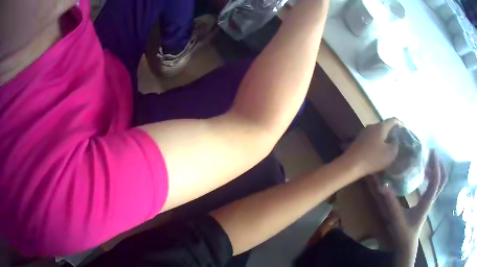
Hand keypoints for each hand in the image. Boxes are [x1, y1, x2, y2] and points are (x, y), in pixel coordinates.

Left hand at [343, 118, 400, 176]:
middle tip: (398, 139)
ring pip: (377, 133)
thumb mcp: (390, 154)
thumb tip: (395, 142)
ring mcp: (363, 133)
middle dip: (392, 132)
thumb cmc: (372, 158)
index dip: (400, 124)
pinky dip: (377, 142)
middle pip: (384, 126)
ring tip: (390, 146)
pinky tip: (379, 150)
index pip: (393, 120)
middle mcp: (371, 126)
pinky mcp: (358, 141)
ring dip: (384, 138)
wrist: (350, 165)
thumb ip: (395, 146)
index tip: (405, 130)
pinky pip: (371, 139)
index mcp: (380, 127)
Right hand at [380, 151, 446, 249]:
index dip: (435, 165)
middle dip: (439, 165)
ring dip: (437, 170)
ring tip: (428, 162)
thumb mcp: (396, 218)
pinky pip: (434, 186)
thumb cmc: (403, 233)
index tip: (432, 151)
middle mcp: (431, 199)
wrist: (407, 245)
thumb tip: (383, 186)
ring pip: (440, 183)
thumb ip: (391, 203)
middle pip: (442, 180)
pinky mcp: (427, 203)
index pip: (436, 180)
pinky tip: (424, 175)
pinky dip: (433, 177)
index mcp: (427, 202)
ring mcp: (430, 201)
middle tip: (431, 155)